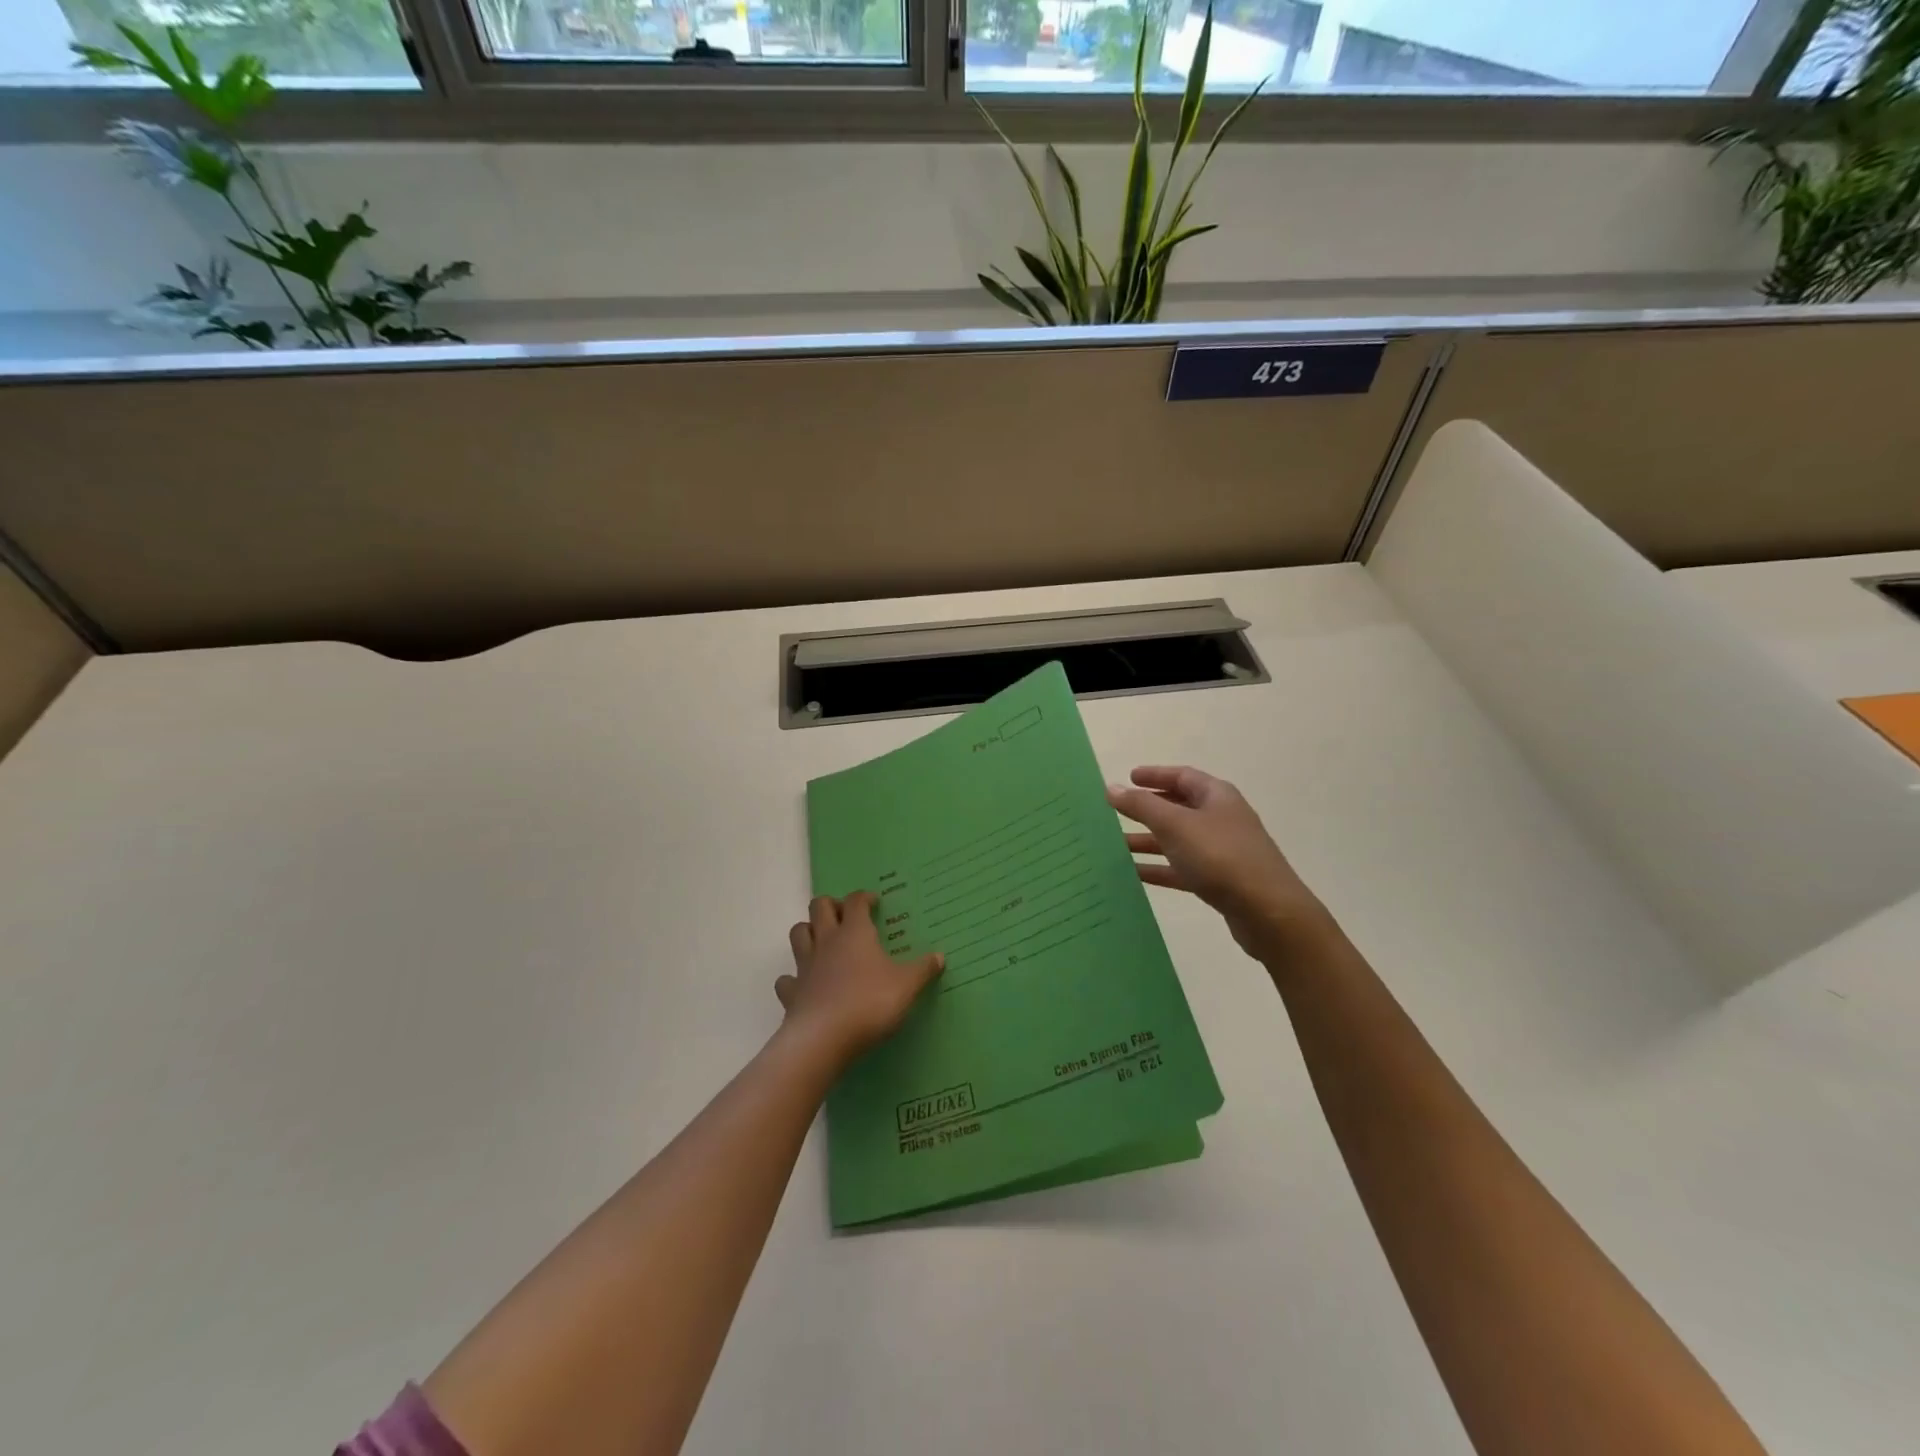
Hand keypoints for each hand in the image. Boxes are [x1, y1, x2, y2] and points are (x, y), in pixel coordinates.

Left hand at [778, 893, 944, 1064]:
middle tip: (846, 916)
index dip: (864, 898)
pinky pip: (787, 979)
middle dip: (831, 905)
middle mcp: (827, 941)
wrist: (824, 1039)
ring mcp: (805, 966)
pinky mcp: (792, 992)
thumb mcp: (906, 986)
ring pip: (798, 933)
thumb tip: (939, 955)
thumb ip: (922, 969)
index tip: (874, 903)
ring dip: (808, 931)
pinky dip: (793, 978)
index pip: (856, 901)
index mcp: (855, 933)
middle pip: (820, 907)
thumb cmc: (870, 1003)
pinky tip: (804, 985)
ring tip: (823, 941)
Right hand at [1109, 765, 1330, 961]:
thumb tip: (1111, 788)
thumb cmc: (1221, 857)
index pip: (1182, 776)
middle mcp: (1221, 818)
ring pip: (1179, 840)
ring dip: (1149, 841)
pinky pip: (1183, 868)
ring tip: (1117, 845)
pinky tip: (1135, 875)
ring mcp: (1223, 851)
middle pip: (1180, 807)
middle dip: (1148, 809)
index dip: (1154, 775)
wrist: (1268, 912)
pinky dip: (1160, 868)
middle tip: (1118, 811)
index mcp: (1217, 796)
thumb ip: (1142, 805)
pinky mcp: (1221, 881)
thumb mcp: (1175, 826)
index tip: (1128, 778)